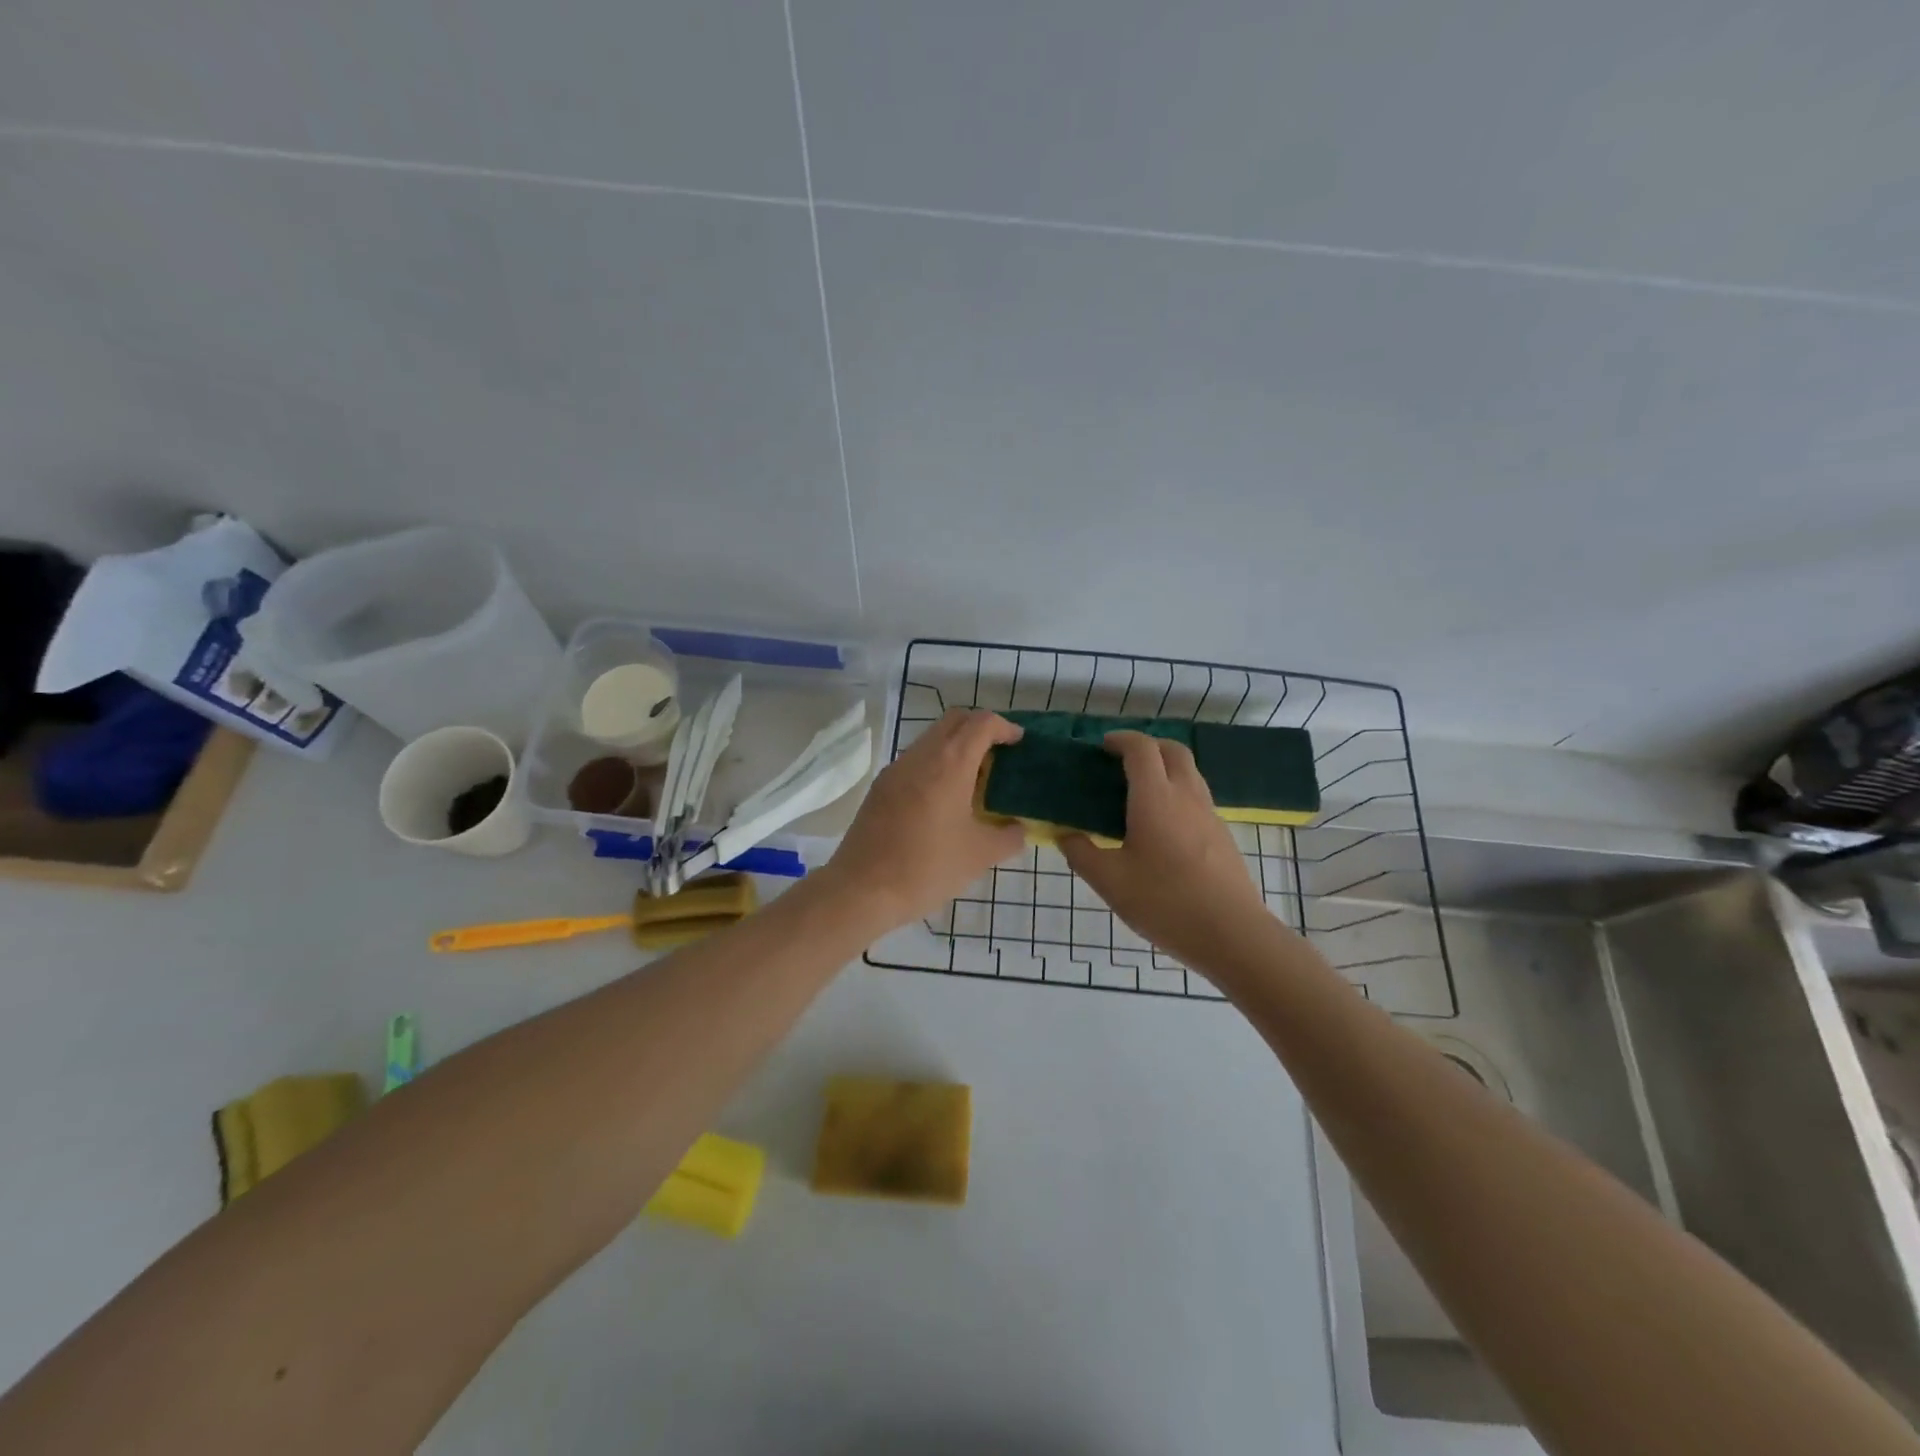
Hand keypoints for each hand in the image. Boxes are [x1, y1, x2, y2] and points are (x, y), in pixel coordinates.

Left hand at [824, 709, 1027, 929]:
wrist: (863, 889)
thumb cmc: (927, 868)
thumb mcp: (980, 856)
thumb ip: (1009, 837)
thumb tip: (1019, 829)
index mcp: (950, 763)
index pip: (982, 723)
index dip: (1005, 727)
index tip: (1019, 743)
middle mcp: (921, 755)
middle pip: (954, 721)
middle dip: (980, 729)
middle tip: (999, 755)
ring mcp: (896, 769)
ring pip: (931, 739)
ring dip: (956, 747)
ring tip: (974, 780)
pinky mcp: (881, 787)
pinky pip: (915, 761)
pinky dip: (936, 765)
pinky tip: (944, 799)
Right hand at [1060, 732, 1272, 966]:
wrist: (1232, 934)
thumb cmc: (1165, 902)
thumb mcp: (1110, 881)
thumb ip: (1081, 853)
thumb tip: (1065, 835)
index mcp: (1156, 798)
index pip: (1141, 748)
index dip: (1121, 740)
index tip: (1102, 747)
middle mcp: (1187, 796)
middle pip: (1173, 750)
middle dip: (1147, 747)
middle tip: (1122, 763)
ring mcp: (1210, 815)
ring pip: (1189, 773)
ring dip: (1165, 769)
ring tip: (1138, 794)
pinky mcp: (1222, 835)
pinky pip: (1197, 798)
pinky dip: (1177, 794)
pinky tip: (1161, 827)